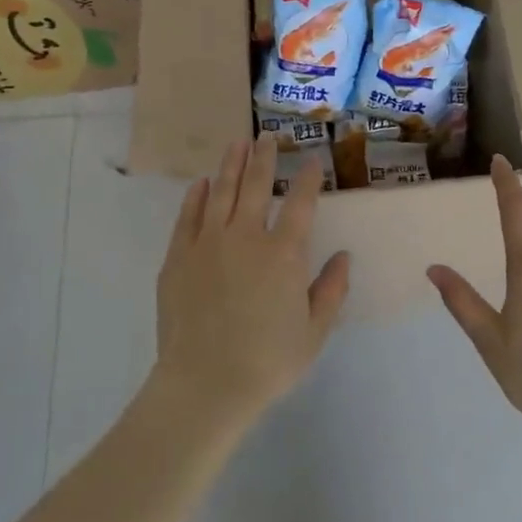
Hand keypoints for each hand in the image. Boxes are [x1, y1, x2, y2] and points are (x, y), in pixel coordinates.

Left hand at [153, 134, 349, 428]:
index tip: (311, 160)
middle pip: (255, 185)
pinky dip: (197, 196)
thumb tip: (343, 256)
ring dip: (230, 165)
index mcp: (283, 254)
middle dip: (264, 157)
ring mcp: (207, 243)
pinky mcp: (178, 257)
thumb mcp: (314, 332)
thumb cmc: (267, 362)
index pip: (300, 203)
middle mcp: (246, 237)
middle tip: (267, 137)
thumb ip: (331, 290)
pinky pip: (188, 216)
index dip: (307, 178)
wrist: (204, 384)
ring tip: (237, 144)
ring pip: (221, 192)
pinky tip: (202, 183)